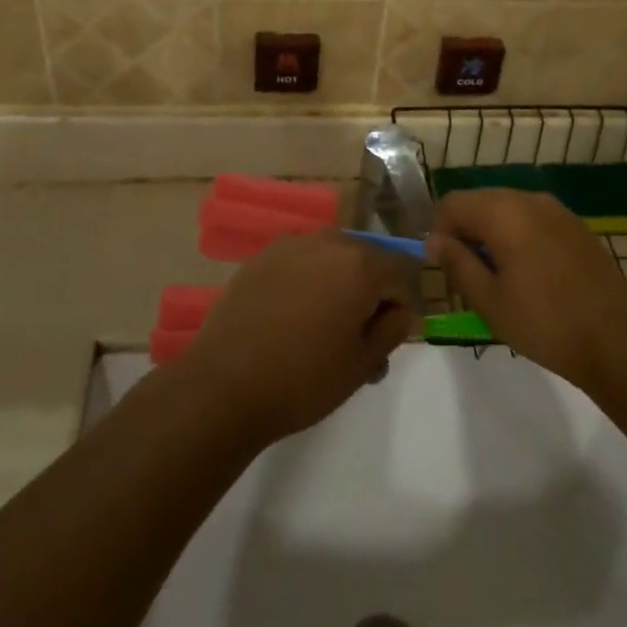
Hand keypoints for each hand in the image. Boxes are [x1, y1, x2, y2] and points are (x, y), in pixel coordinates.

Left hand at [178, 232, 418, 444]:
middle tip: (357, 334)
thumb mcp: (363, 363)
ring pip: (332, 256)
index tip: (389, 336)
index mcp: (361, 265)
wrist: (225, 385)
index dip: (402, 306)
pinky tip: (293, 313)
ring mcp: (291, 244)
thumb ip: (393, 328)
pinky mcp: (262, 255)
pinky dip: (308, 278)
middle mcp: (328, 242)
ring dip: (339, 280)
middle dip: (371, 289)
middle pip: (367, 259)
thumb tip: (401, 309)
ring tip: (324, 323)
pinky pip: (301, 260)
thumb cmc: (304, 379)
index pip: (402, 274)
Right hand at [426, 190, 626, 389]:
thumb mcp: (489, 300)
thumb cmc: (545, 322)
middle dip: (465, 230)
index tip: (443, 266)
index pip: (453, 203)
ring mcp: (557, 210)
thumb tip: (434, 241)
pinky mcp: (576, 226)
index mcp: (503, 212)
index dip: (439, 231)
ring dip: (492, 233)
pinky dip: (519, 236)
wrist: (618, 340)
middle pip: (480, 201)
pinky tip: (528, 274)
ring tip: (497, 277)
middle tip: (467, 274)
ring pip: (507, 209)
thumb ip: (457, 263)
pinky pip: (533, 219)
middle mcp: (529, 199)